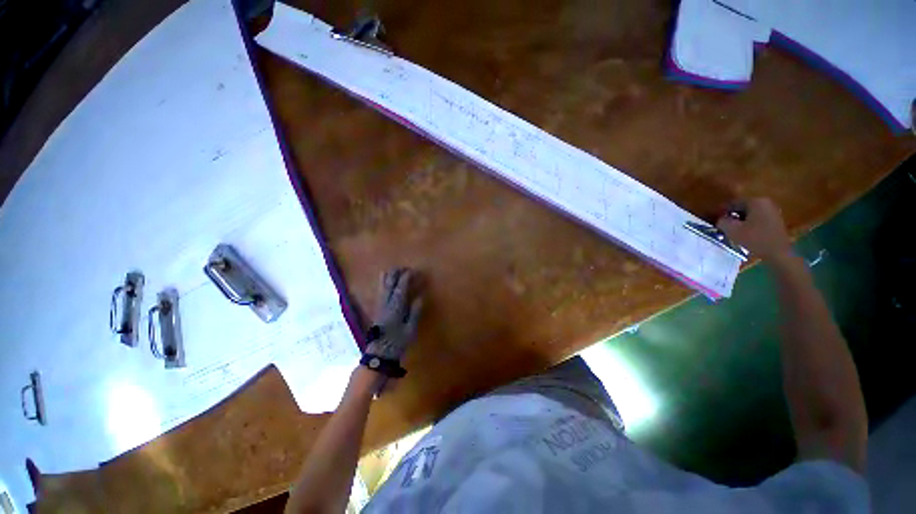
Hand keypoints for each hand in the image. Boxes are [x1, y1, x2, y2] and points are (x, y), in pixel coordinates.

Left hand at [366, 268, 422, 360]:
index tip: (411, 271)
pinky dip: (382, 284)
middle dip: (396, 274)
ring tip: (392, 270)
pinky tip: (383, 281)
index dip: (406, 278)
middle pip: (390, 285)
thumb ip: (415, 312)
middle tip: (403, 268)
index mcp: (396, 308)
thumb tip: (419, 298)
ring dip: (388, 277)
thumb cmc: (397, 342)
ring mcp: (380, 306)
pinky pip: (379, 292)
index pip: (401, 288)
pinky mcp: (377, 309)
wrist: (379, 354)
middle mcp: (386, 304)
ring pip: (382, 287)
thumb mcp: (410, 329)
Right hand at [717, 198, 791, 261]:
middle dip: (732, 215)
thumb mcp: (732, 230)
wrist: (778, 253)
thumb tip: (720, 219)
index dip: (722, 211)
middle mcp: (766, 202)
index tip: (714, 218)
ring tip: (732, 230)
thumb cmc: (755, 239)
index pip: (734, 203)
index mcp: (755, 201)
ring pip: (751, 213)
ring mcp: (773, 211)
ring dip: (740, 220)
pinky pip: (758, 219)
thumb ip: (722, 222)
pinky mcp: (776, 220)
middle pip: (743, 207)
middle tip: (722, 224)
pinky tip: (744, 232)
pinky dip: (749, 223)